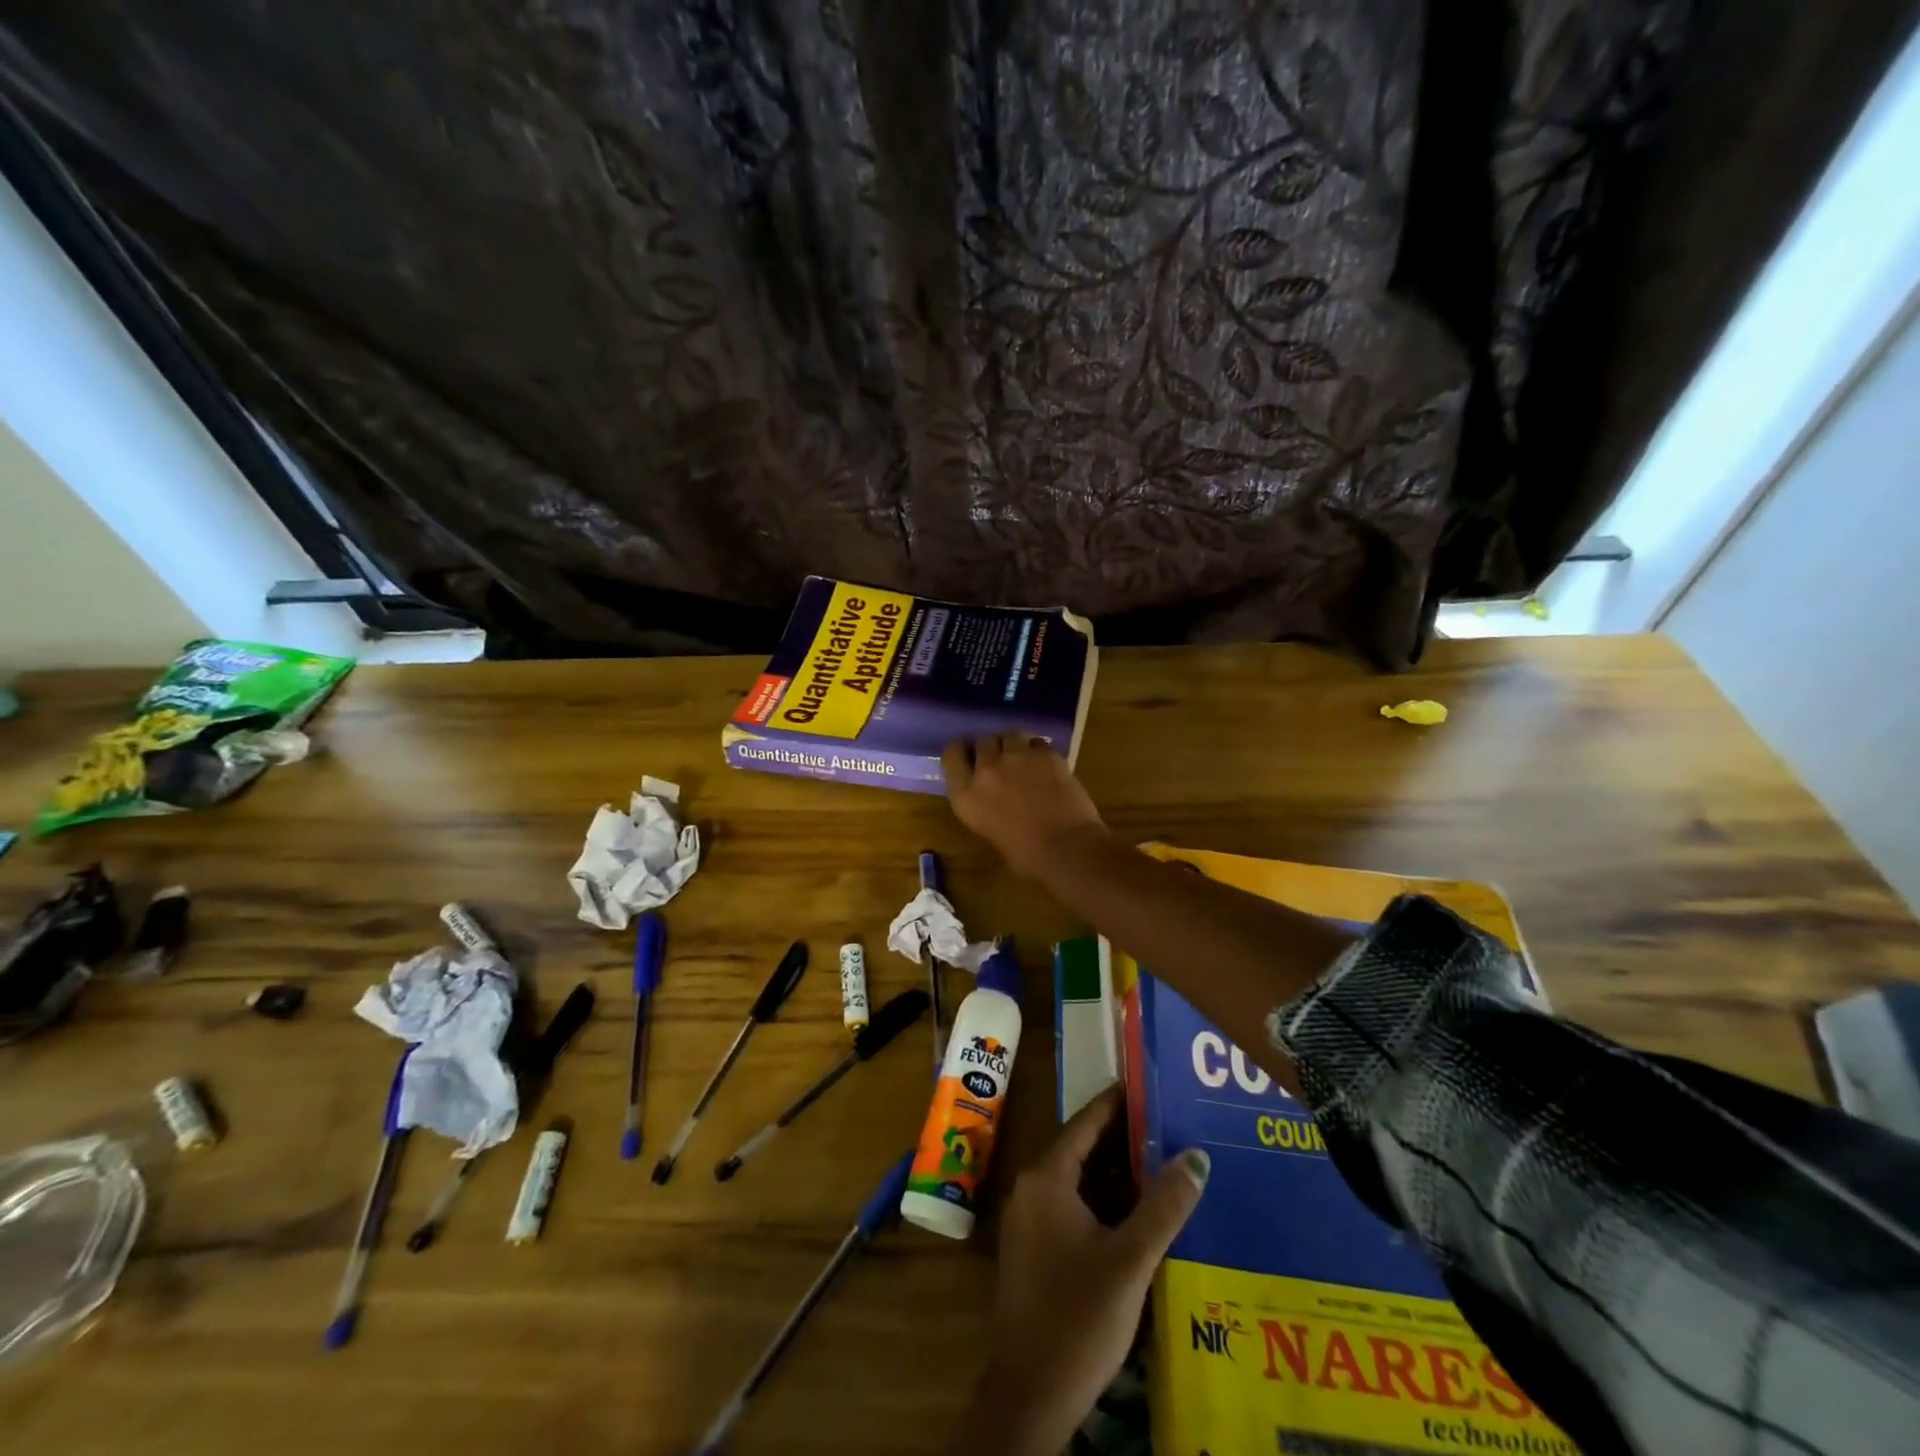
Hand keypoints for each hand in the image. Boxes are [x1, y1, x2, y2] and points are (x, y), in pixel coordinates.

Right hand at [941, 733, 1109, 878]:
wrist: (1066, 848)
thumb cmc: (1026, 855)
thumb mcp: (988, 830)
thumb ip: (983, 804)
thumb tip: (993, 795)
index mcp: (966, 795)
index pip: (951, 755)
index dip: (962, 752)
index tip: (969, 757)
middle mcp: (986, 769)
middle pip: (982, 741)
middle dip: (991, 749)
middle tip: (1001, 762)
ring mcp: (1017, 757)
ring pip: (1009, 735)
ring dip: (1013, 744)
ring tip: (1023, 758)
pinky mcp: (1045, 754)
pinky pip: (1036, 742)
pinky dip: (1037, 750)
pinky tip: (1045, 764)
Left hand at [955, 1085, 1209, 1455]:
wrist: (1030, 1394)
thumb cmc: (1079, 1316)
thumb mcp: (1130, 1259)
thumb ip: (1164, 1205)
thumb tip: (1197, 1156)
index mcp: (1046, 1178)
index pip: (1084, 1123)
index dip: (1115, 1103)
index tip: (1146, 1085)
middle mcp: (1032, 1188)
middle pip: (1080, 1149)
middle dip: (1122, 1139)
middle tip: (1166, 1124)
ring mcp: (1030, 1220)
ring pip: (1078, 1181)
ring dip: (1115, 1174)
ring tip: (1162, 1161)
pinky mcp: (1035, 1249)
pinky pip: (1072, 1206)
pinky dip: (1103, 1201)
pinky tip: (1139, 1213)